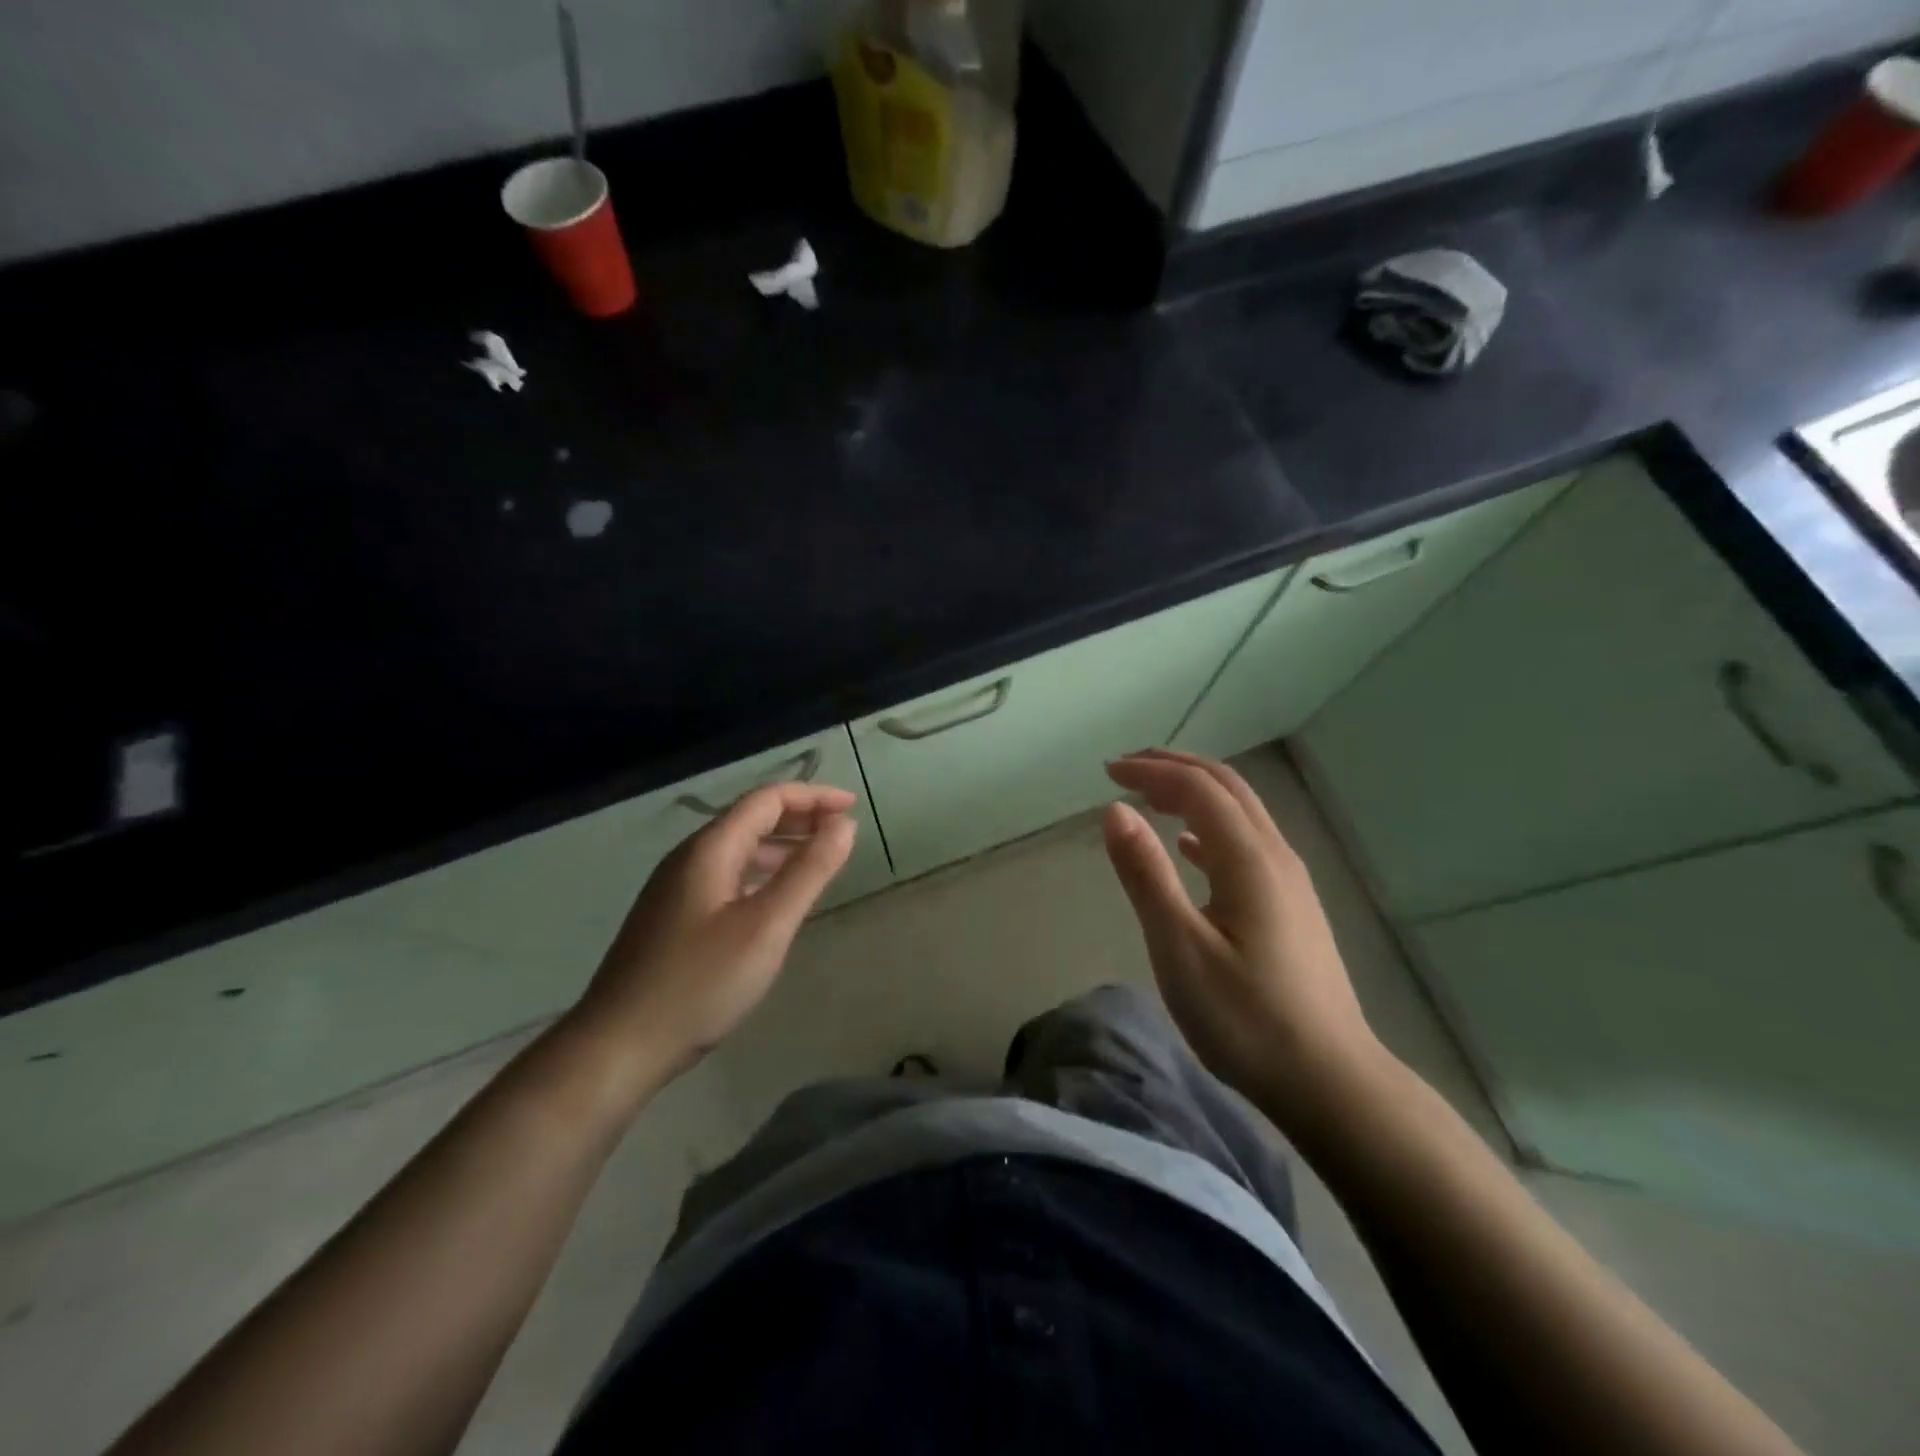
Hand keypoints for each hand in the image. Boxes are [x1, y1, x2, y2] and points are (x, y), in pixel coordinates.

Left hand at [568, 782, 856, 1093]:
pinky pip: (727, 878)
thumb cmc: (699, 983)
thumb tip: (844, 824)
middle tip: (843, 832)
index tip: (853, 807)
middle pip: (751, 820)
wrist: (618, 1047)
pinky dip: (761, 875)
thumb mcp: (766, 926)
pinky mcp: (673, 919)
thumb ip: (809, 871)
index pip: (767, 800)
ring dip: (782, 847)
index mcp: (709, 849)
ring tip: (820, 862)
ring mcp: (676, 889)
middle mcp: (689, 859)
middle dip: (800, 818)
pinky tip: (776, 900)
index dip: (814, 797)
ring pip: (738, 851)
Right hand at [1103, 749, 1382, 1127]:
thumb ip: (1146, 875)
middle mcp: (1275, 856)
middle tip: (1126, 768)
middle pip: (1226, 786)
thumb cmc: (1246, 1018)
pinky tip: (1190, 846)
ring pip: (1241, 811)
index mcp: (1249, 859)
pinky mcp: (1292, 905)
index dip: (1151, 771)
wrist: (1331, 1081)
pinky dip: (1211, 826)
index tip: (1107, 772)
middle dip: (1174, 767)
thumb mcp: (1180, 949)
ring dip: (1194, 792)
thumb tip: (1115, 810)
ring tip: (1150, 796)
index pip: (1197, 788)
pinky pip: (1248, 842)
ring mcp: (1289, 880)